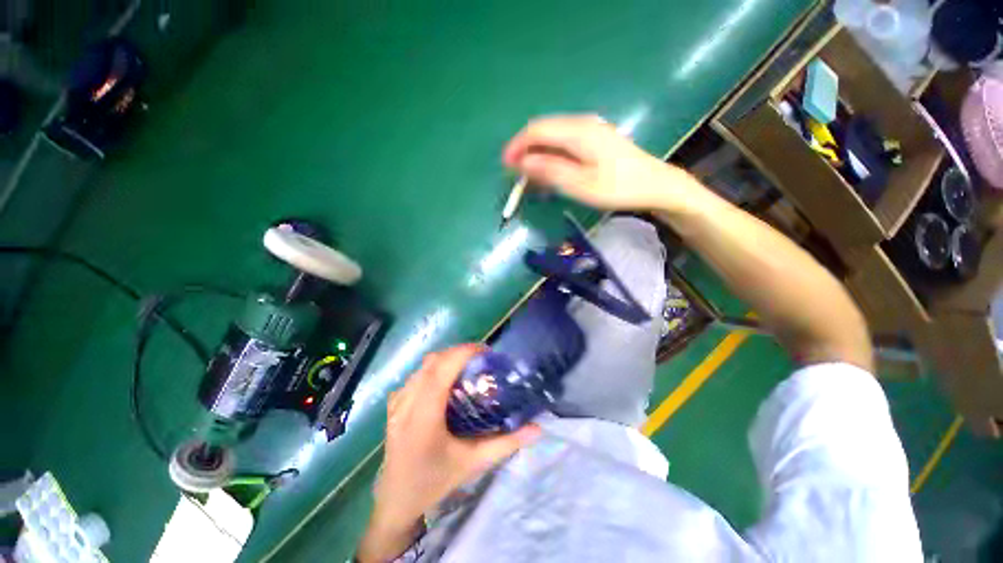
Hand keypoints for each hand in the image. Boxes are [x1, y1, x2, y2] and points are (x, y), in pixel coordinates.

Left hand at [359, 344, 541, 560]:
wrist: (397, 500)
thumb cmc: (435, 482)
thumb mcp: (473, 463)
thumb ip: (506, 444)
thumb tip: (537, 429)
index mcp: (423, 417)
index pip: (441, 370)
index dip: (463, 353)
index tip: (486, 351)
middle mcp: (406, 403)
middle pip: (432, 362)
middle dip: (459, 353)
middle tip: (482, 360)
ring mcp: (397, 403)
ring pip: (423, 366)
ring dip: (447, 359)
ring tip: (467, 367)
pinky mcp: (394, 404)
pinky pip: (416, 376)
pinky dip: (434, 369)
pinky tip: (446, 381)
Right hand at [503, 115, 702, 211]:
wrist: (654, 184)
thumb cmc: (617, 187)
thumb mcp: (580, 184)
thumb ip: (550, 171)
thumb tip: (522, 162)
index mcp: (577, 132)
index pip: (537, 130)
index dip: (517, 146)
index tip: (505, 165)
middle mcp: (582, 124)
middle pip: (543, 130)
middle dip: (525, 149)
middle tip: (515, 173)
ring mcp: (590, 130)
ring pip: (553, 136)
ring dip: (537, 153)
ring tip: (529, 176)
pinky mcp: (595, 139)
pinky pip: (564, 142)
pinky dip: (551, 155)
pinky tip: (550, 171)